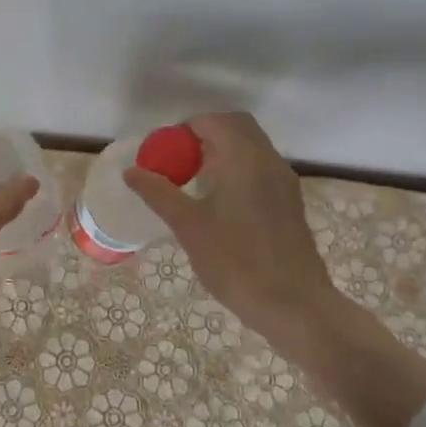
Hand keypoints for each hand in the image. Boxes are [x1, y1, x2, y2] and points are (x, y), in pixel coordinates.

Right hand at [126, 112, 425, 426]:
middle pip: (237, 127)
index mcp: (245, 159)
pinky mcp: (289, 203)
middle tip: (177, 159)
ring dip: (222, 151)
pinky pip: (260, 168)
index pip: (215, 122)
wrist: (294, 305)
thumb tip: (131, 171)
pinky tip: (218, 201)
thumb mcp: (189, 227)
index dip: (185, 129)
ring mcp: (284, 182)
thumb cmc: (237, 263)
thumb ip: (159, 194)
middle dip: (205, 134)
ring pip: (251, 147)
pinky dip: (237, 168)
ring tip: (193, 180)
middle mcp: (269, 161)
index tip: (163, 150)